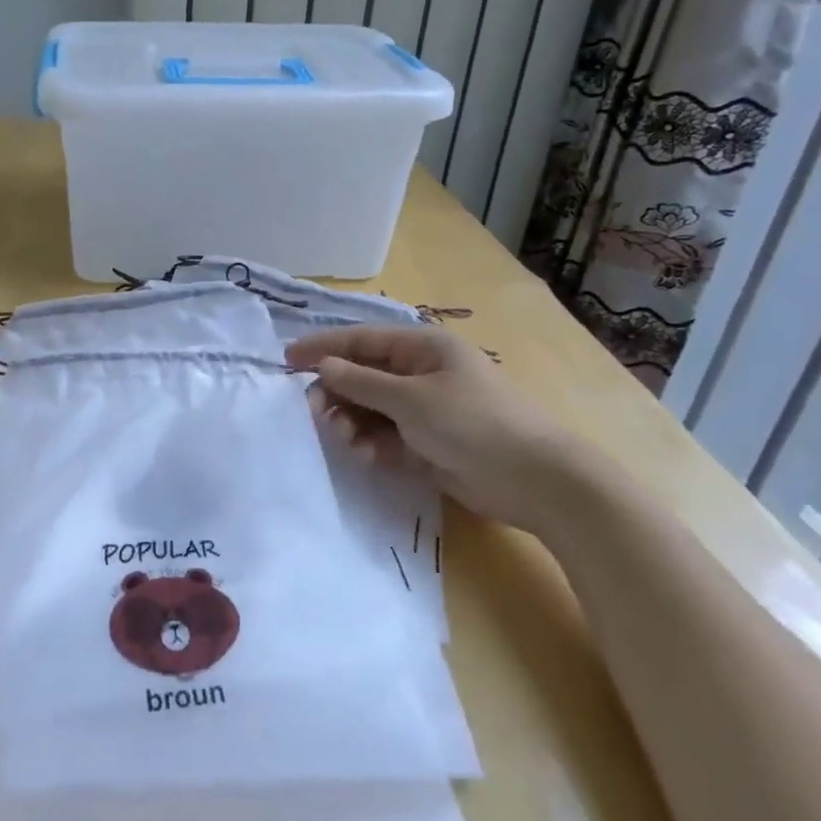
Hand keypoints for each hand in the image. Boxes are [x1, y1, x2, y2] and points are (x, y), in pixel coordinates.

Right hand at [284, 324, 586, 532]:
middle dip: (336, 393)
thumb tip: (323, 366)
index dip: (322, 347)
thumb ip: (361, 383)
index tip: (286, 359)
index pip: (360, 340)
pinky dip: (374, 445)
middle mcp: (419, 373)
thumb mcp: (411, 399)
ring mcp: (424, 409)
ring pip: (370, 409)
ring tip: (349, 442)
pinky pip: (386, 436)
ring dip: (353, 423)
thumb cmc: (472, 423)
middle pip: (362, 376)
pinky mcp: (427, 443)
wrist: (535, 480)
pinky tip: (371, 458)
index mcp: (421, 348)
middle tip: (314, 413)